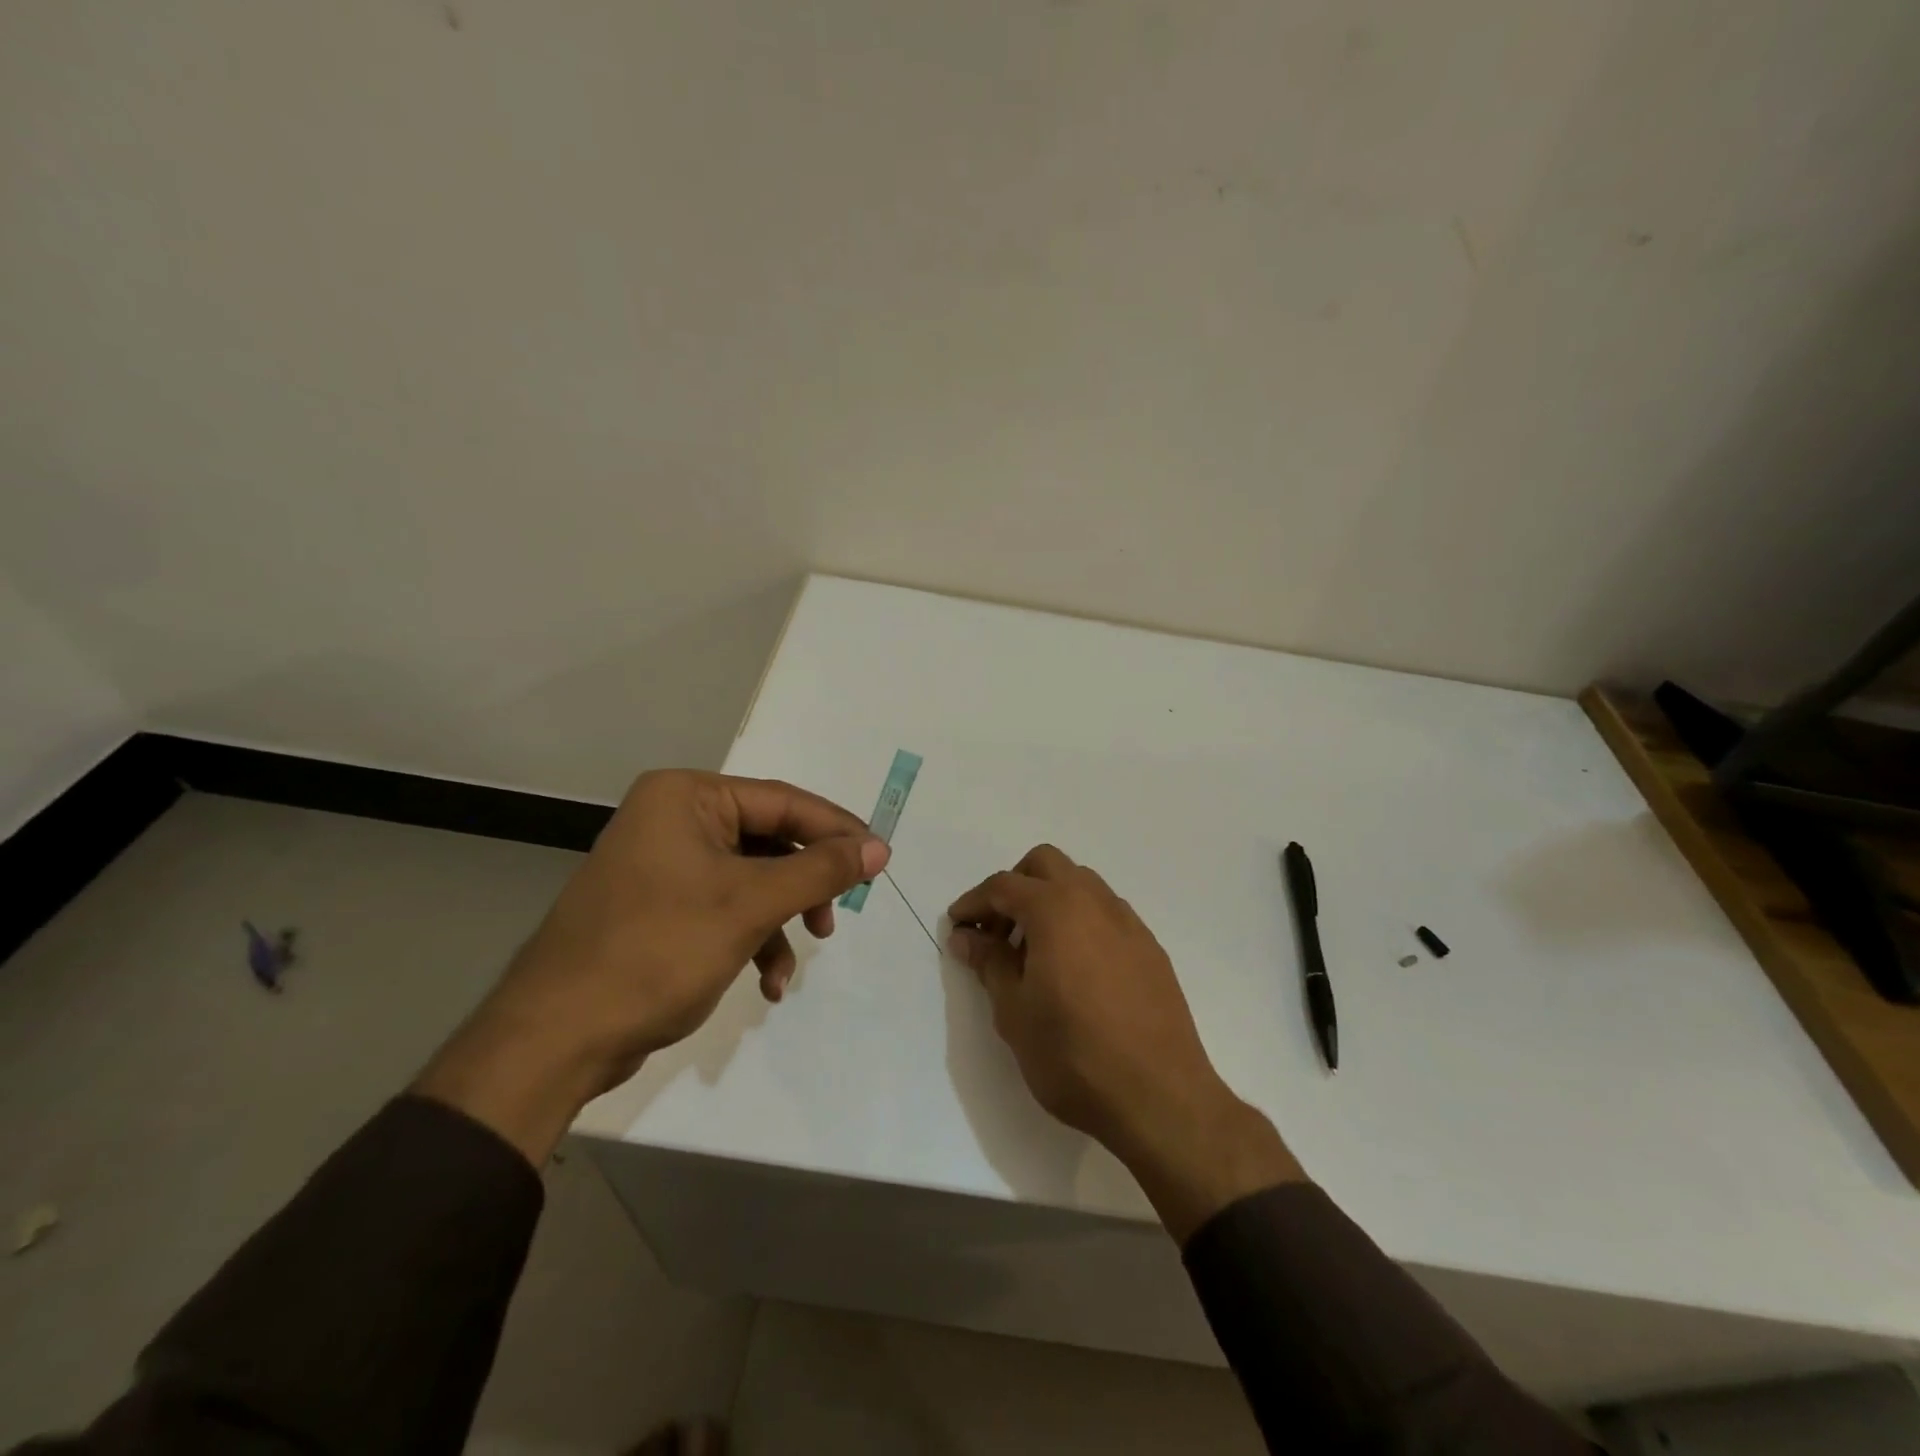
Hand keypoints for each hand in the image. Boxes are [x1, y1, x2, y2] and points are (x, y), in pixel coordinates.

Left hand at [417, 770, 886, 1163]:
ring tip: (794, 964)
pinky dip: (752, 939)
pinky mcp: (660, 905)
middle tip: (837, 915)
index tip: (879, 859)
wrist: (557, 1037)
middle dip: (805, 884)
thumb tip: (878, 848)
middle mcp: (674, 818)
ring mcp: (664, 863)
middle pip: (768, 840)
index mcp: (686, 796)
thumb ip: (820, 871)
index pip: (782, 801)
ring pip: (751, 878)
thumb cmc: (657, 951)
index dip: (836, 830)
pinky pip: (724, 906)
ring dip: (781, 920)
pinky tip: (765, 982)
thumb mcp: (750, 905)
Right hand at [948, 845, 1302, 1239]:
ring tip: (1034, 950)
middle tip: (997, 930)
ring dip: (1050, 899)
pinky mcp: (1150, 948)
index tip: (957, 925)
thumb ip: (989, 963)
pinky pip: (1106, 913)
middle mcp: (1094, 902)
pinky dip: (1080, 920)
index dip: (974, 902)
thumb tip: (967, 936)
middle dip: (1015, 886)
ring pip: (1081, 883)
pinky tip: (1074, 967)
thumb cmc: (1073, 1055)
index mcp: (1056, 909)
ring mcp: (1128, 923)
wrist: (1160, 1098)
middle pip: (1045, 865)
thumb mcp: (1015, 1012)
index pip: (1004, 886)